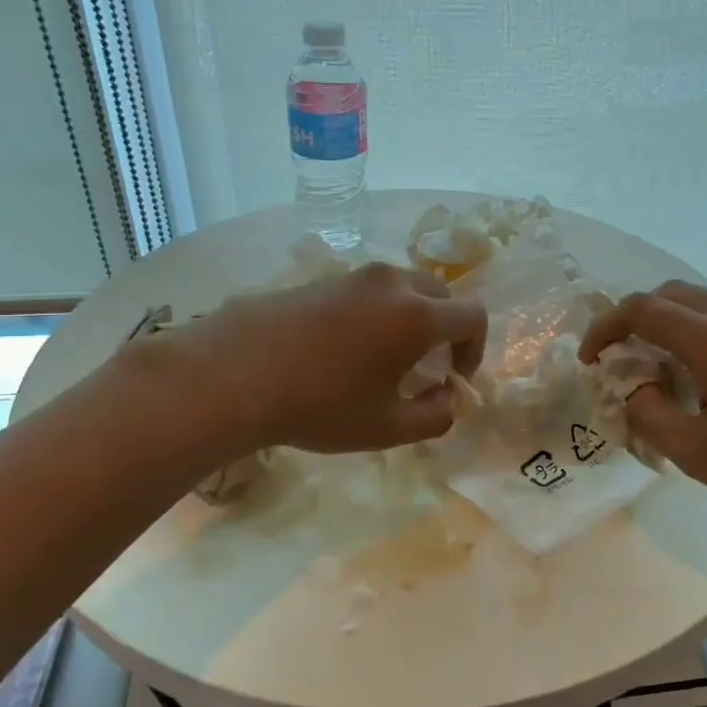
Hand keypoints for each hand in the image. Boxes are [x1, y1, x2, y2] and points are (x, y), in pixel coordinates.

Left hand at [158, 264, 486, 454]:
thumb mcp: (387, 428)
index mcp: (417, 315)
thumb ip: (435, 417)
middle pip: (441, 294)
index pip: (473, 316)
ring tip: (385, 356)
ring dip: (411, 317)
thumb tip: (447, 399)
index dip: (475, 349)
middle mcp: (391, 284)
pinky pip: (366, 290)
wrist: (230, 374)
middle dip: (447, 328)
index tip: (455, 377)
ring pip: (403, 287)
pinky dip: (376, 312)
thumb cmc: (320, 405)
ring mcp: (352, 277)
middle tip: (428, 365)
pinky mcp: (319, 280)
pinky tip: (343, 348)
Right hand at [579, 281, 706, 533]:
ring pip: (699, 304)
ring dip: (667, 326)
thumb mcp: (697, 451)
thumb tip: (633, 388)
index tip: (589, 360)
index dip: (605, 329)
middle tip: (619, 360)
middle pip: (670, 294)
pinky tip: (698, 377)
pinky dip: (695, 334)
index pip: (641, 310)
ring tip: (655, 371)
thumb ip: (650, 413)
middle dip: (634, 320)